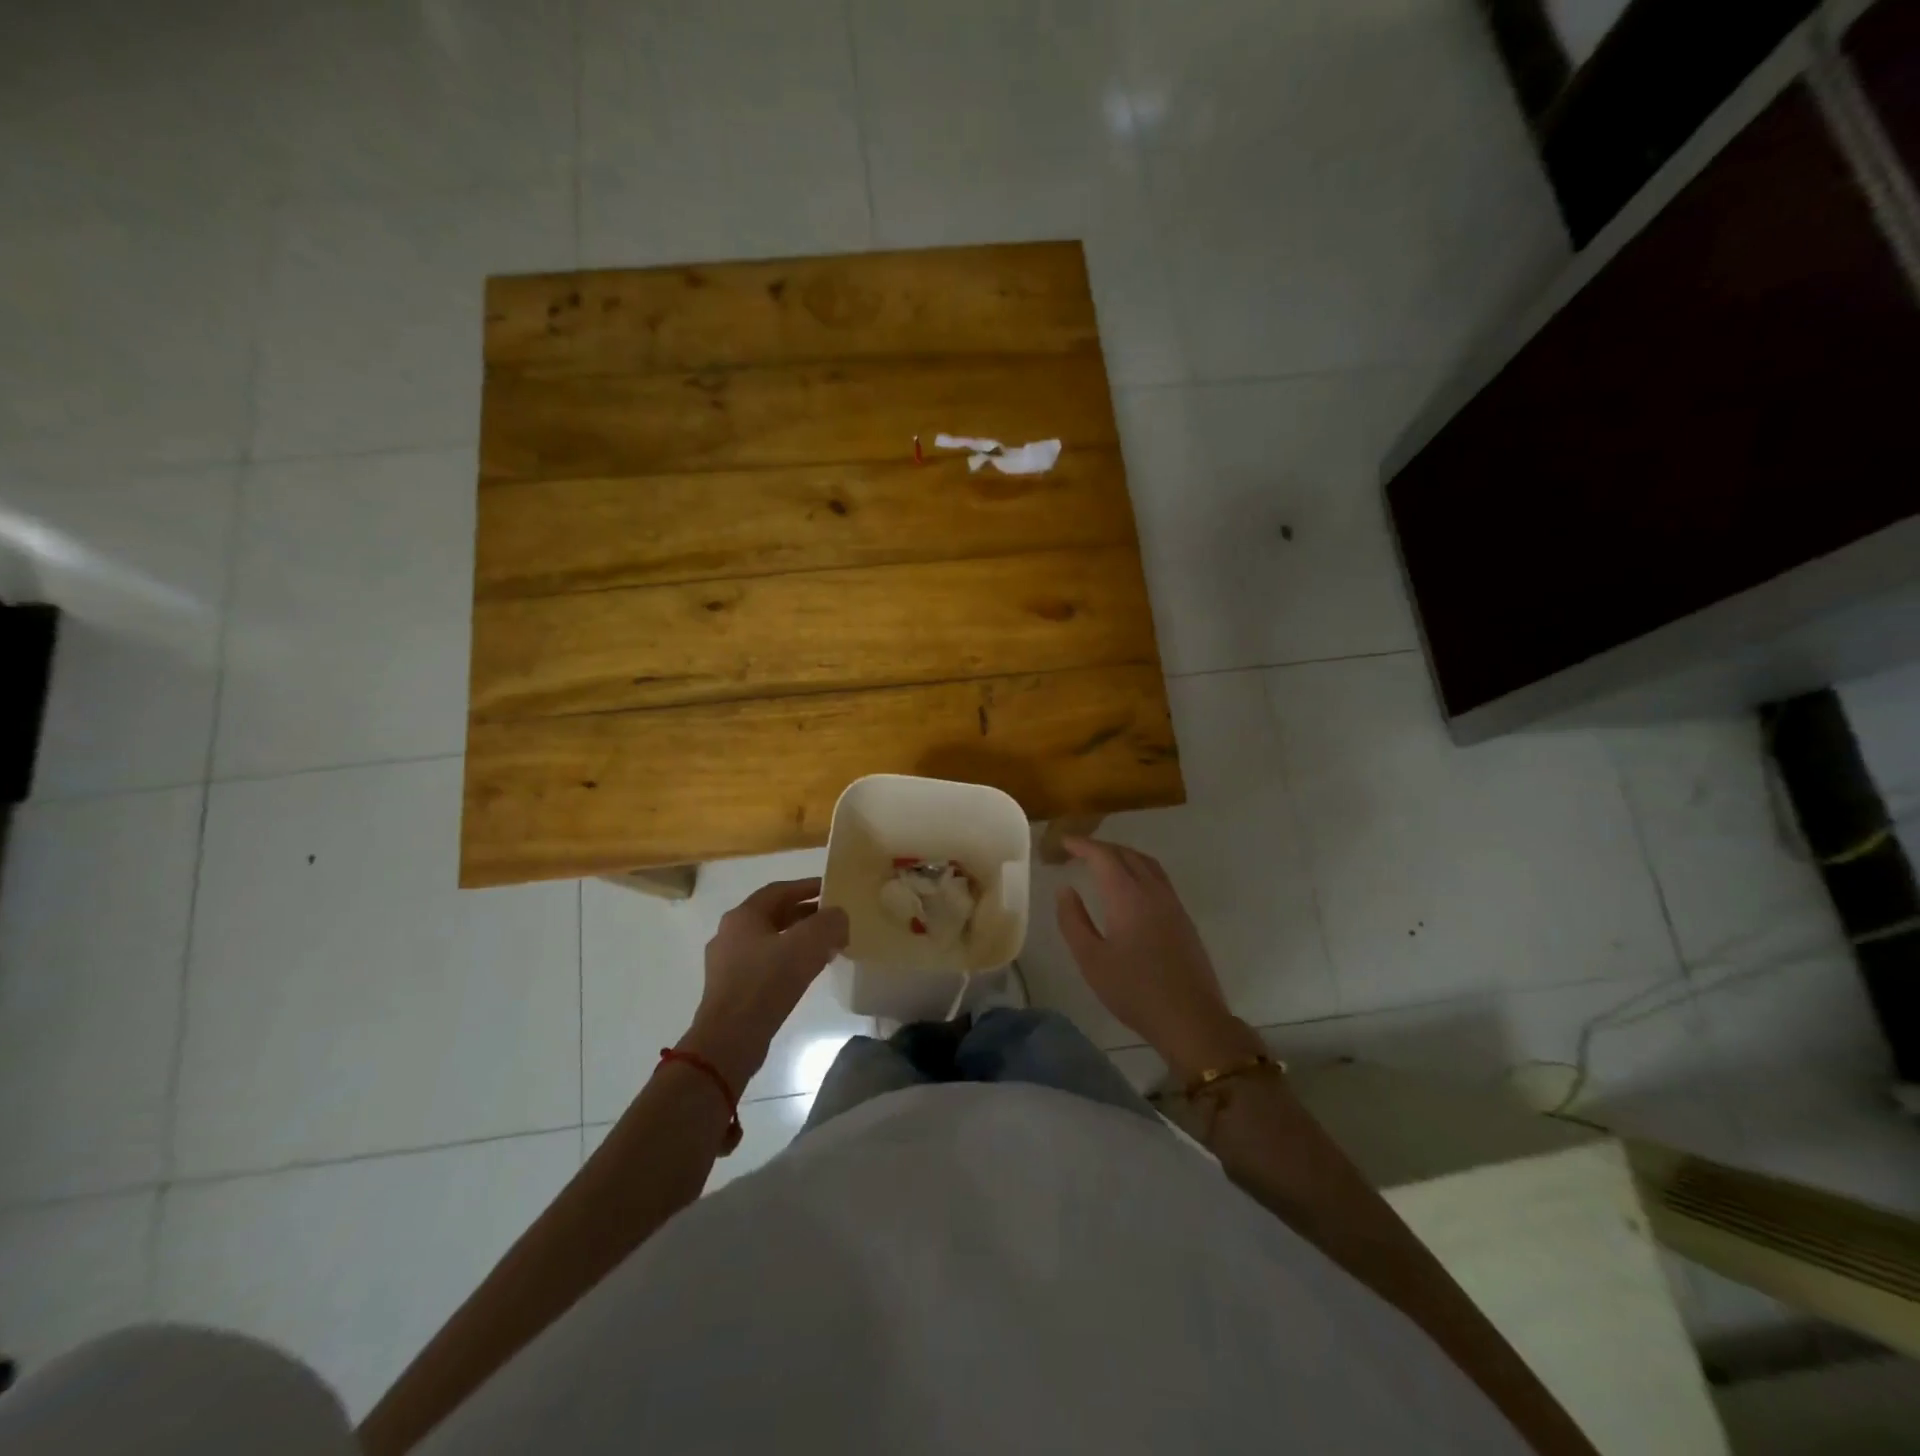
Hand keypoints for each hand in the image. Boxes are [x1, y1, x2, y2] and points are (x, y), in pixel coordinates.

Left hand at [680, 878, 849, 1091]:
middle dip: (806, 914)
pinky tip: (806, 973)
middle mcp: (730, 933)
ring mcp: (727, 963)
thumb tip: (839, 916)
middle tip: (834, 919)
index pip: (780, 890)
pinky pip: (765, 964)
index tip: (832, 890)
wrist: (729, 1040)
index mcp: (743, 916)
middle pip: (774, 915)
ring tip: (826, 947)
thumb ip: (829, 923)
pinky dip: (788, 960)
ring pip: (770, 940)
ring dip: (798, 939)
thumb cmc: (766, 983)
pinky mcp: (731, 989)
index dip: (807, 887)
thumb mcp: (807, 945)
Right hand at [1055, 838, 1264, 1080]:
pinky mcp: (1183, 918)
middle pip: (1127, 854)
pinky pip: (1159, 878)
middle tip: (1078, 851)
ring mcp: (1173, 903)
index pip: (1103, 857)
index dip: (1082, 845)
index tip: (1064, 842)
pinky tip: (1130, 886)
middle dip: (1101, 847)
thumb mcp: (1091, 960)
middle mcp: (1152, 891)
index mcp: (1127, 897)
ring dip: (1123, 855)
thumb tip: (1065, 890)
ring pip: (1147, 863)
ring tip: (1103, 862)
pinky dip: (1139, 868)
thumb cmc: (1134, 991)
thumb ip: (1073, 921)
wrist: (1190, 1018)